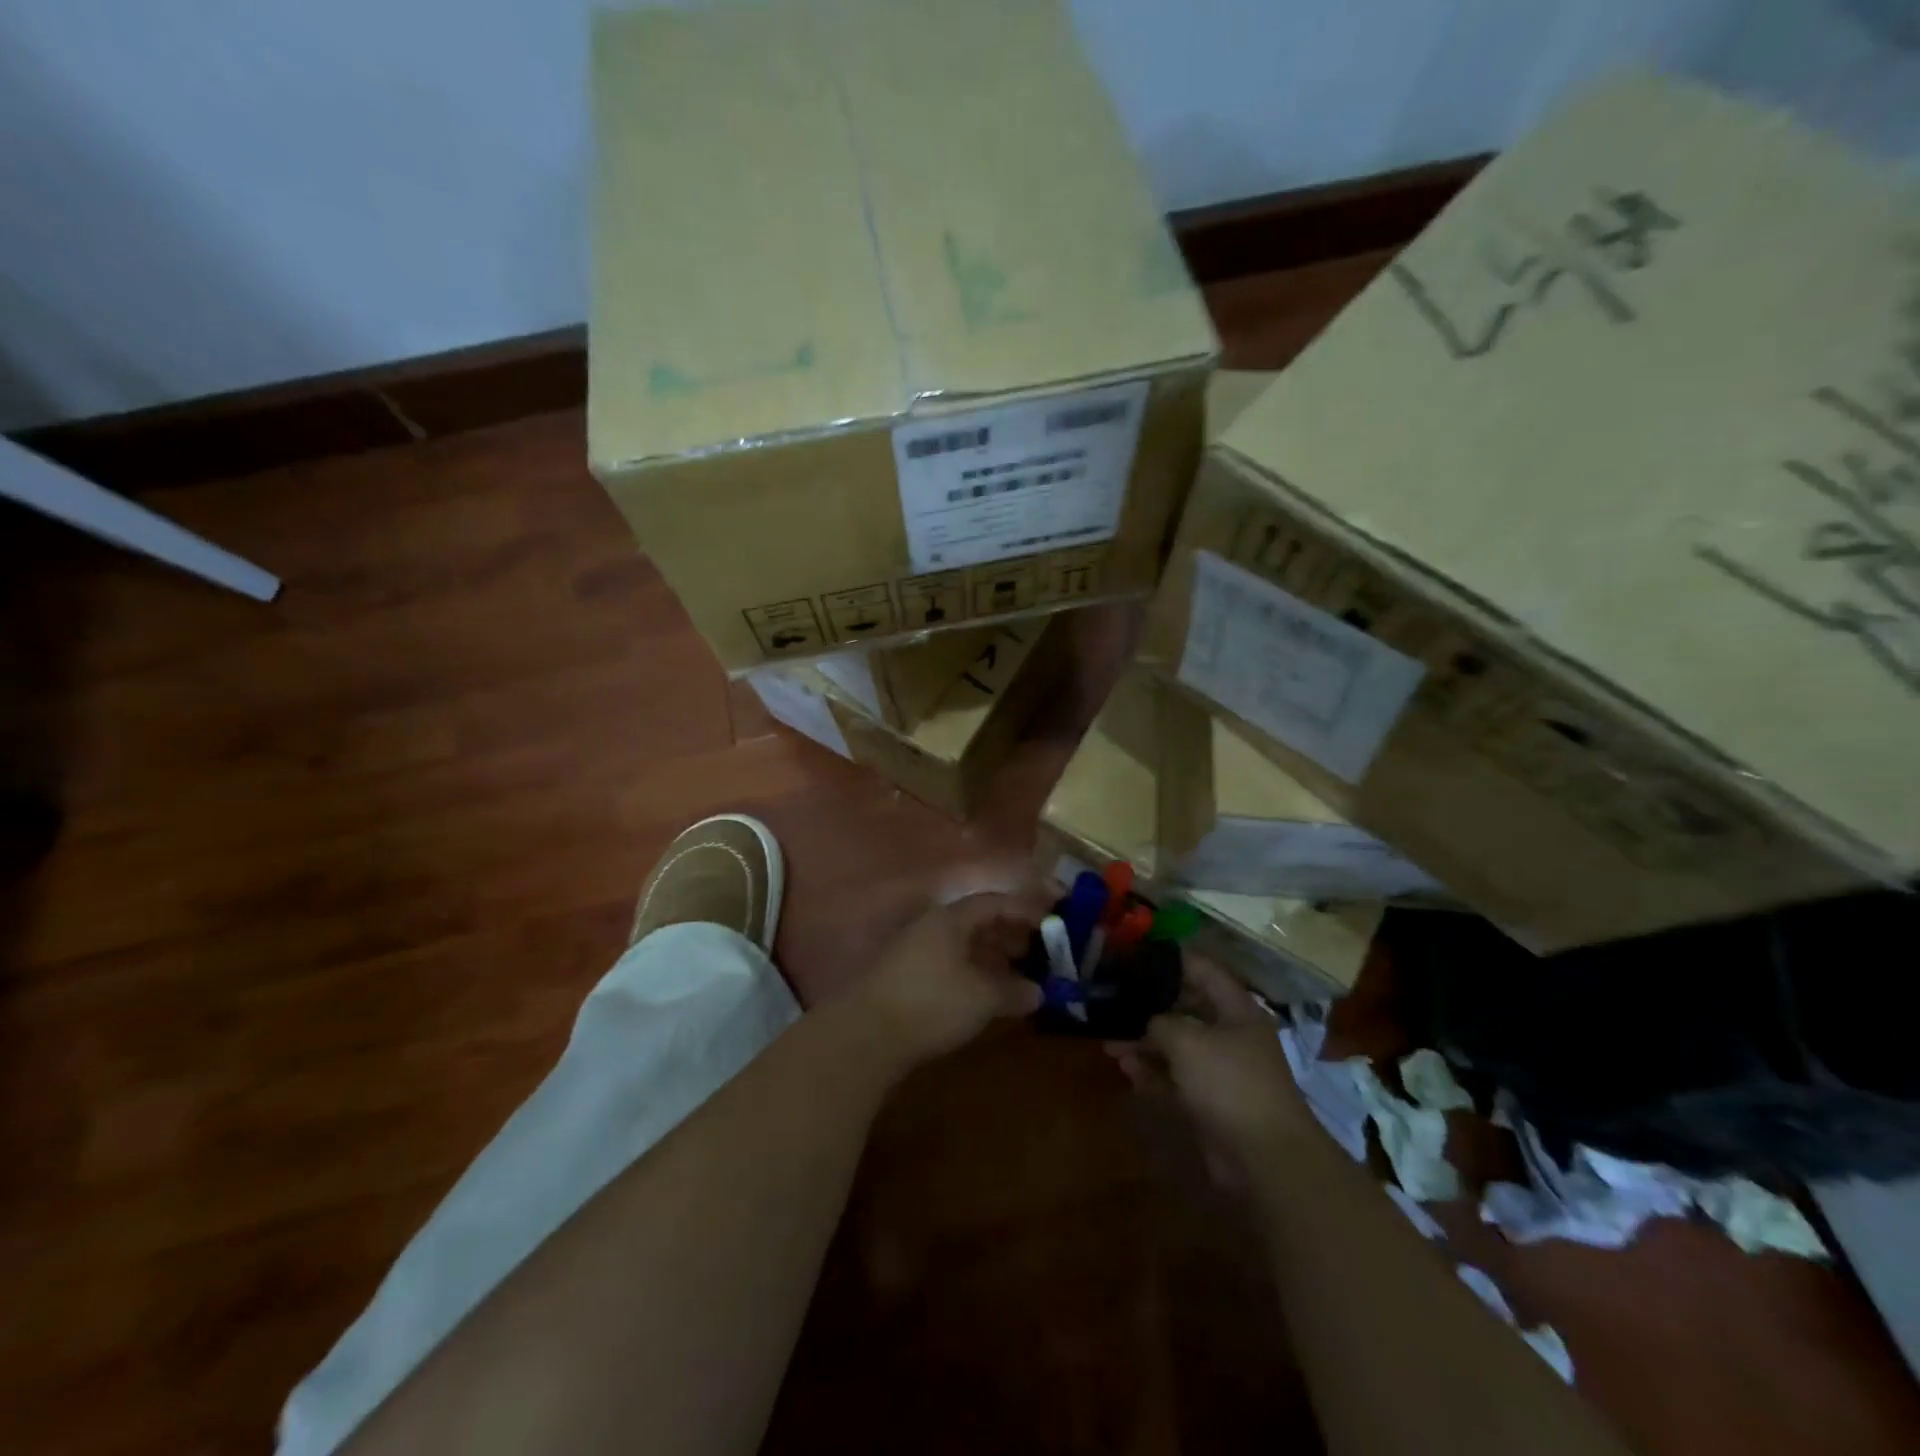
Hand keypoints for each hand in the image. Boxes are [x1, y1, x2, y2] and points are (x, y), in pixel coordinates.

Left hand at [853, 890, 1047, 1065]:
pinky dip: (977, 971)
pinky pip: (954, 963)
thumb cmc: (932, 1004)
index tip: (1054, 919)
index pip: (996, 902)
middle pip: (980, 921)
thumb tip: (1040, 992)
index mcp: (952, 919)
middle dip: (1013, 933)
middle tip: (1042, 949)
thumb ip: (1015, 991)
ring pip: (966, 944)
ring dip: (995, 955)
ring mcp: (918, 950)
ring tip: (1022, 973)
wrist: (867, 1034)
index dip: (1027, 909)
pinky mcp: (910, 976)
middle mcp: (934, 927)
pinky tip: (991, 992)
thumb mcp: (982, 998)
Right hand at [1107, 957, 1314, 1169]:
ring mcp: (1221, 1072)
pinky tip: (1127, 1070)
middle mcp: (1231, 1036)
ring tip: (1110, 1042)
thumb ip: (1160, 1022)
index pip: (1203, 970)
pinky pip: (1175, 1080)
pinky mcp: (1210, 1104)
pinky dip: (1153, 1074)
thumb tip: (1147, 1023)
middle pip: (1185, 1010)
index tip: (1136, 954)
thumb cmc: (1229, 1083)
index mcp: (1237, 1010)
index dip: (1172, 959)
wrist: (1264, 1158)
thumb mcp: (1187, 1040)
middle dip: (1149, 1008)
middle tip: (1114, 1002)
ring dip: (1145, 1045)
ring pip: (1177, 1048)